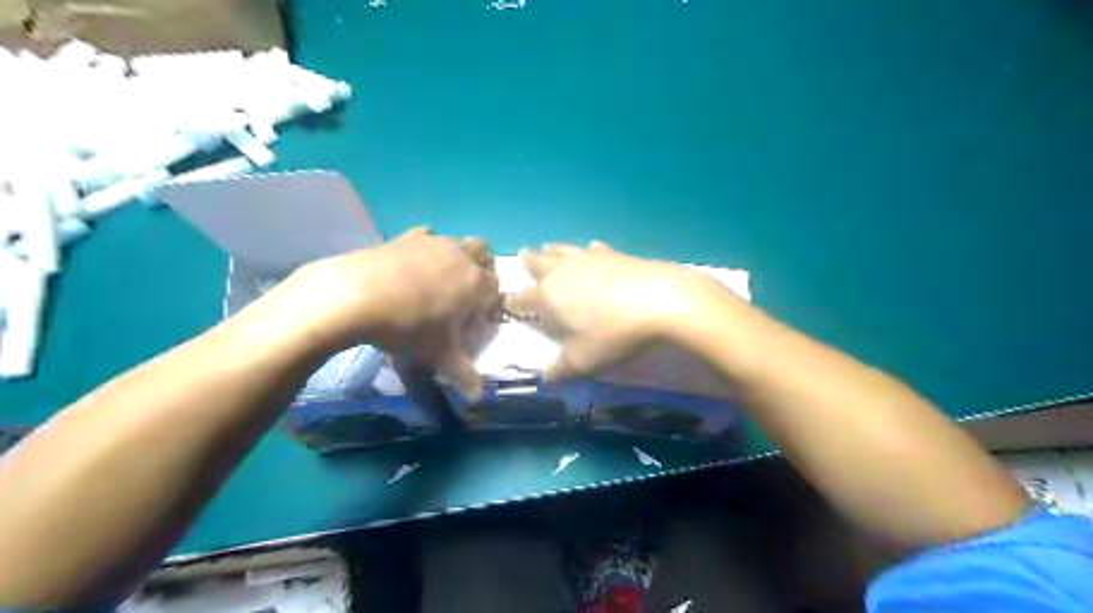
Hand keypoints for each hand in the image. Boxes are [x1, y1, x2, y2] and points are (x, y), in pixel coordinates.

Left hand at [244, 229, 498, 398]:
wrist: (356, 296)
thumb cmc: (408, 327)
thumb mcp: (438, 356)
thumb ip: (464, 376)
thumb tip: (479, 399)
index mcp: (476, 282)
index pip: (495, 289)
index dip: (488, 305)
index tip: (475, 321)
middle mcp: (460, 256)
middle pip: (484, 253)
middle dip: (481, 269)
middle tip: (463, 293)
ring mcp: (433, 242)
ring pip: (456, 242)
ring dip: (455, 258)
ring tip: (435, 282)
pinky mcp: (405, 236)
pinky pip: (425, 237)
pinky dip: (425, 249)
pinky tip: (410, 267)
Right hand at [505, 242, 733, 381]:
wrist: (660, 300)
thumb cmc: (613, 333)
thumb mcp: (583, 360)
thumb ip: (561, 369)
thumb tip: (544, 380)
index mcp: (549, 297)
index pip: (522, 299)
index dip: (511, 301)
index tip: (504, 299)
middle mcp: (564, 272)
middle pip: (540, 264)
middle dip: (529, 261)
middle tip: (522, 254)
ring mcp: (590, 259)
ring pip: (564, 250)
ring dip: (553, 250)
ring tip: (547, 247)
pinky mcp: (616, 254)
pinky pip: (595, 249)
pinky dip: (589, 250)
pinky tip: (593, 249)